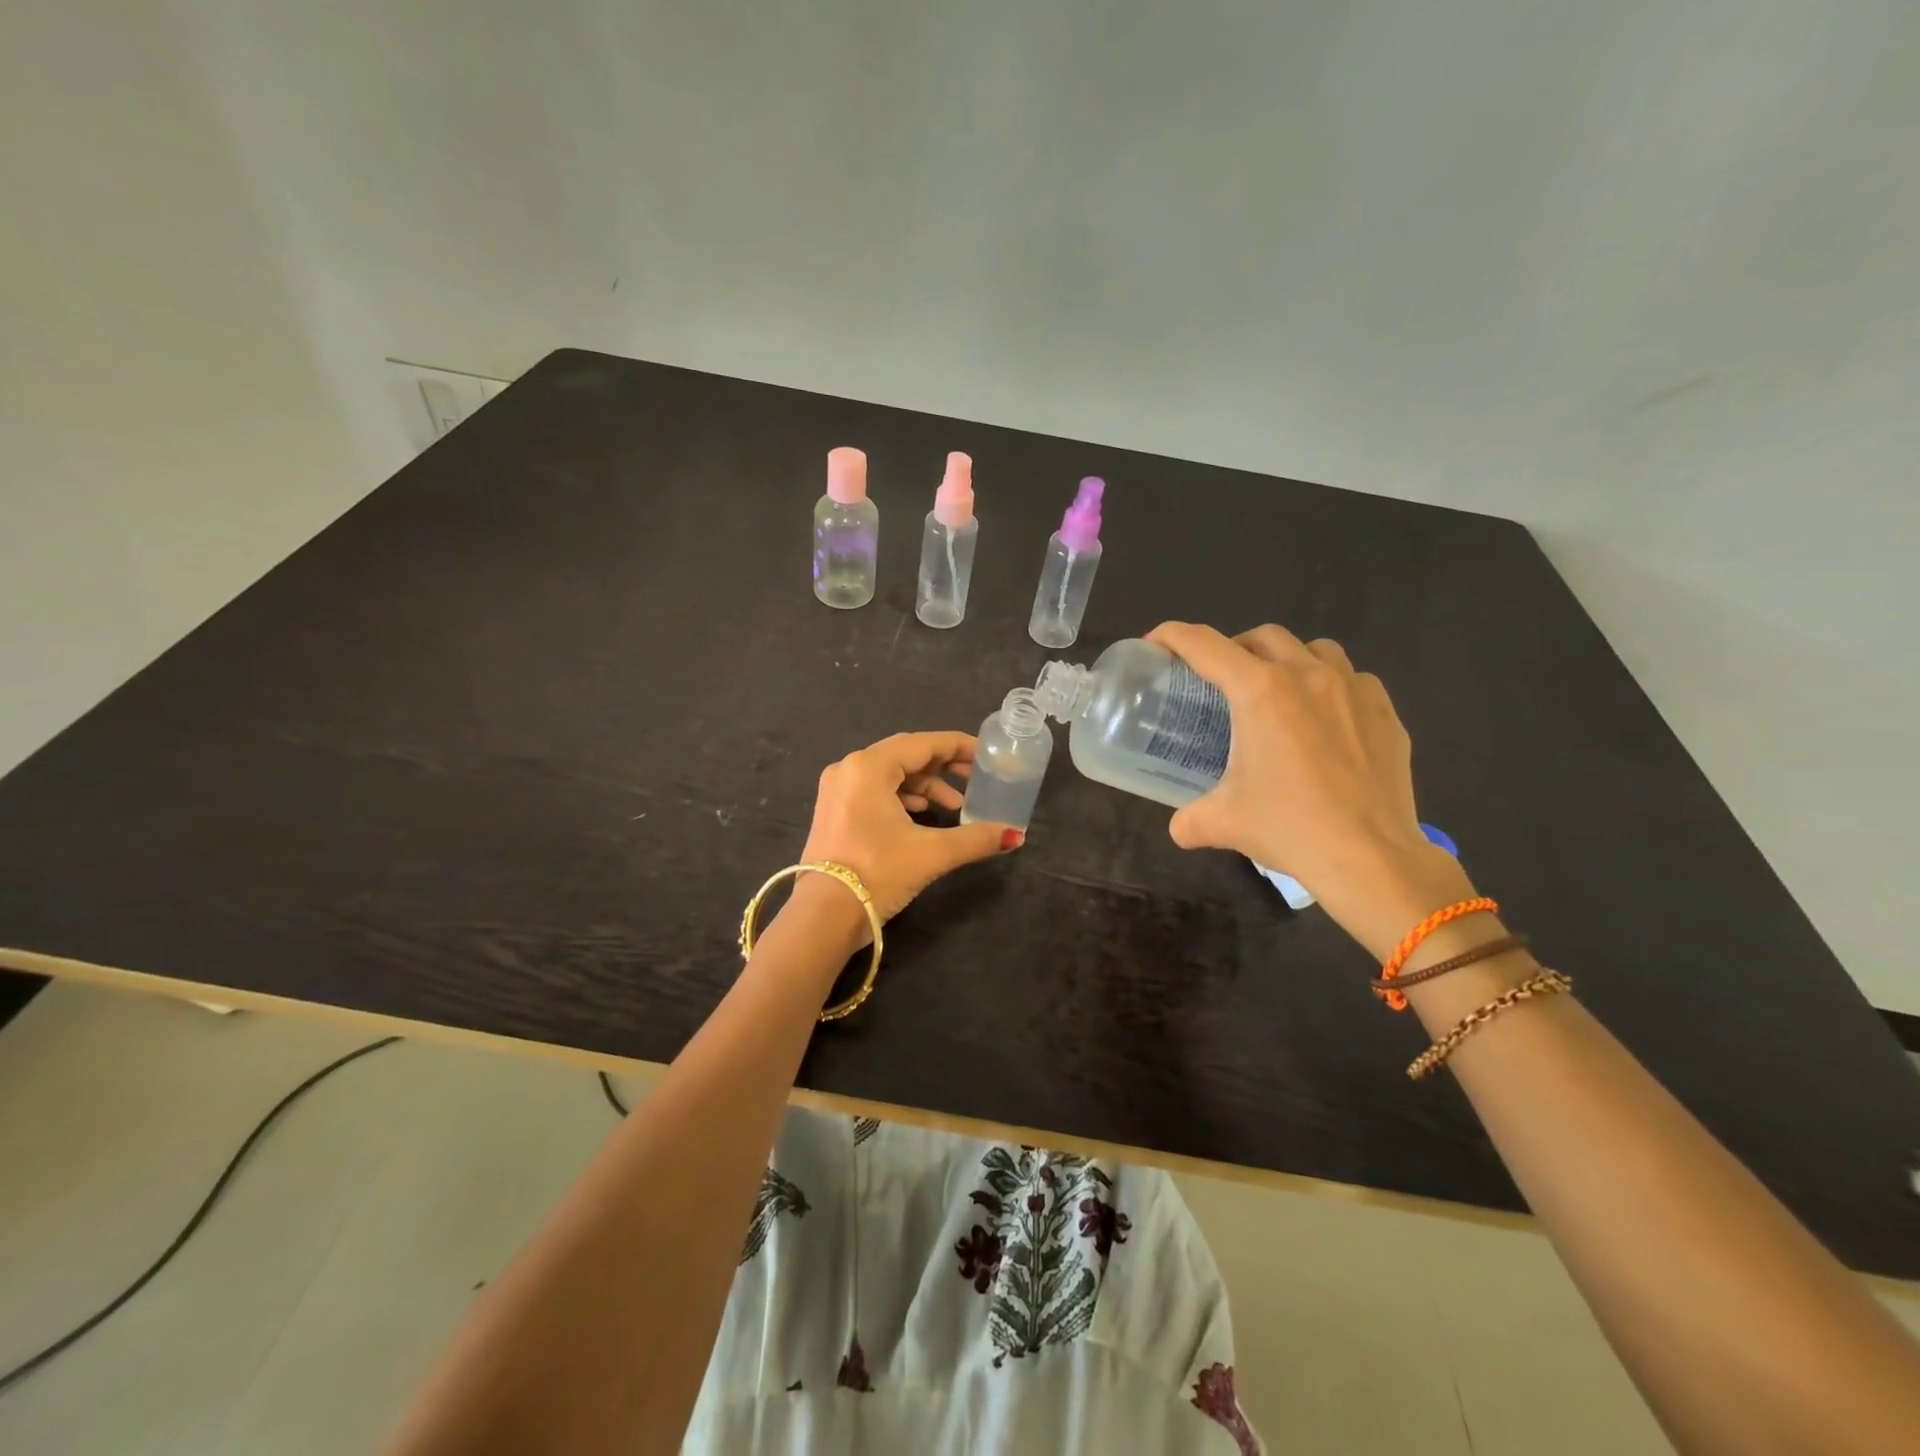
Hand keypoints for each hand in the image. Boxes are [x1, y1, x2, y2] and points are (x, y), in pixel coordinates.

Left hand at [798, 731, 1020, 929]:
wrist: (823, 918)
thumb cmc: (877, 874)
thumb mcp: (931, 853)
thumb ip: (976, 839)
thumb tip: (1016, 835)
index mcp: (868, 767)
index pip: (923, 744)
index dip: (958, 747)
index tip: (985, 755)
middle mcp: (849, 769)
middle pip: (906, 755)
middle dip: (943, 766)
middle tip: (975, 779)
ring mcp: (837, 790)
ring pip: (890, 774)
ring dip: (924, 786)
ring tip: (955, 807)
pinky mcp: (834, 811)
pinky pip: (875, 791)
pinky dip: (903, 798)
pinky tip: (923, 816)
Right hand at [1147, 622, 1472, 956]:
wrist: (1370, 857)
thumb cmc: (1289, 828)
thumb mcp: (1223, 822)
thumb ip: (1190, 818)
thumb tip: (1180, 827)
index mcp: (1260, 692)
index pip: (1204, 645)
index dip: (1172, 636)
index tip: (1156, 643)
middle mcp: (1307, 676)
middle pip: (1262, 637)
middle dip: (1234, 649)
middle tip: (1221, 681)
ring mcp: (1353, 689)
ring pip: (1314, 649)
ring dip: (1287, 660)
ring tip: (1278, 693)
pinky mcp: (1385, 712)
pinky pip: (1353, 680)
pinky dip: (1330, 687)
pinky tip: (1325, 721)